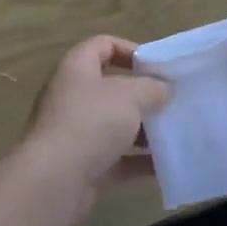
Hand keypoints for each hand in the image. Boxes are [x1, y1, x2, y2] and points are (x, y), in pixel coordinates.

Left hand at [24, 36, 170, 190]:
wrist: (54, 180)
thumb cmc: (91, 122)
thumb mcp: (130, 96)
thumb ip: (151, 88)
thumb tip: (162, 89)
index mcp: (76, 68)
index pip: (102, 45)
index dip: (130, 50)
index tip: (157, 66)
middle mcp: (71, 96)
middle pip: (110, 88)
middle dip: (141, 95)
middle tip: (170, 102)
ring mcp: (73, 132)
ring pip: (113, 125)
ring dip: (142, 130)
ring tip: (173, 134)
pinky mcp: (79, 165)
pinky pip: (114, 158)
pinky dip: (136, 161)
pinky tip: (163, 166)